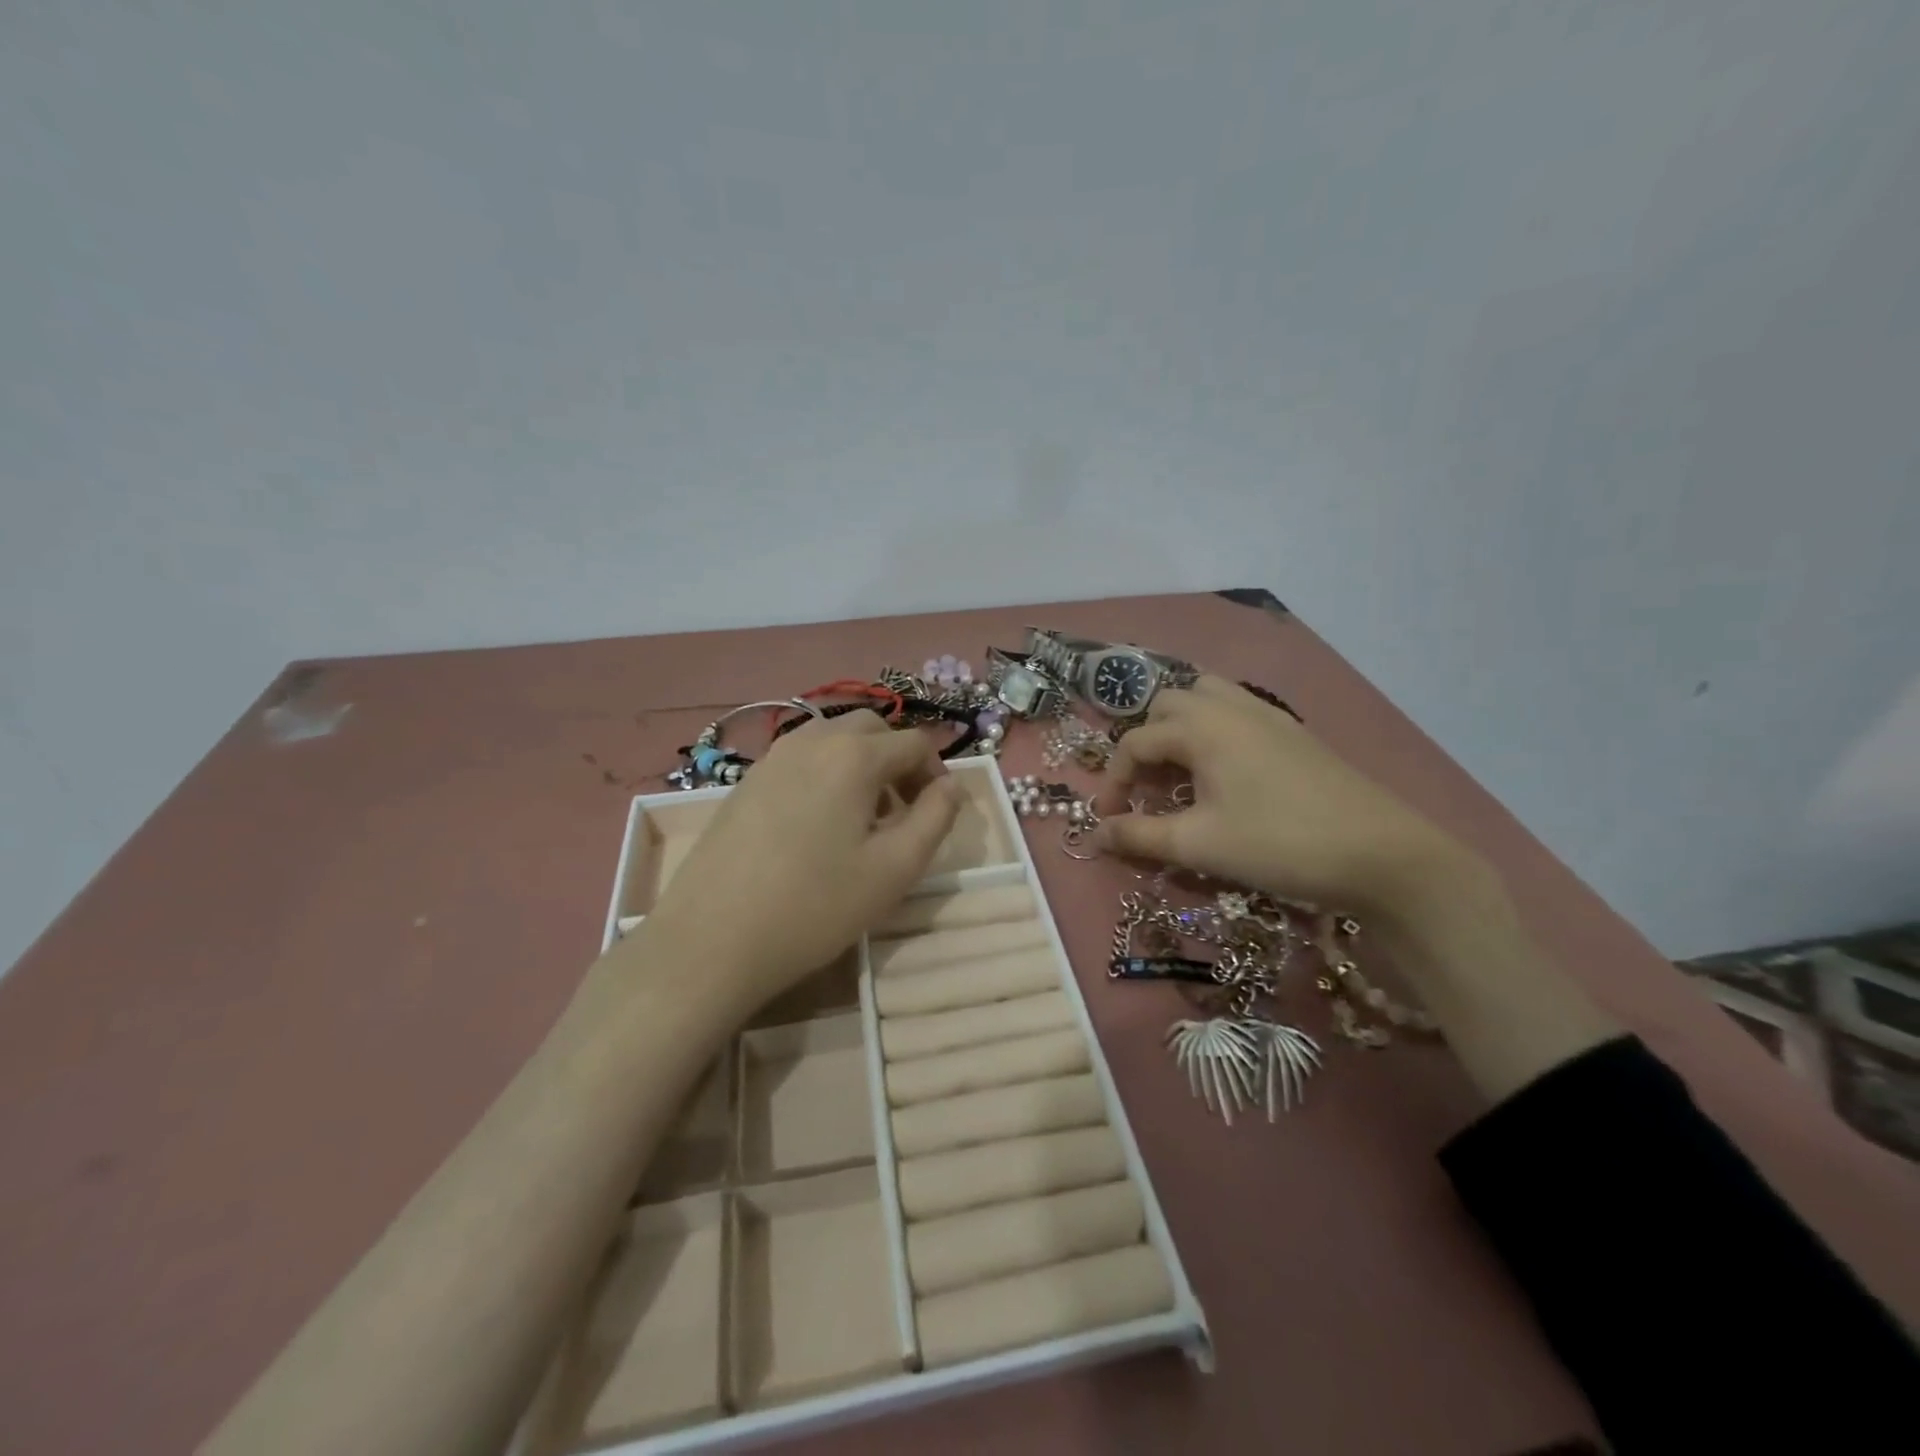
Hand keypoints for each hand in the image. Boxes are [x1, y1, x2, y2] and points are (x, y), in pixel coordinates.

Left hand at [639, 710, 961, 1012]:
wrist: (713, 939)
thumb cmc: (815, 906)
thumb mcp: (894, 869)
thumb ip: (936, 818)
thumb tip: (951, 786)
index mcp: (854, 755)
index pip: (914, 743)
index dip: (937, 773)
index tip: (937, 813)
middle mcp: (812, 740)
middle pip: (872, 729)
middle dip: (898, 759)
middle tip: (903, 809)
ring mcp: (772, 757)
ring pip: (832, 738)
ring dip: (861, 763)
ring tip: (862, 817)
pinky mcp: (746, 780)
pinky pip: (801, 758)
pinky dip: (826, 772)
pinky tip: (818, 823)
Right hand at [1094, 676, 1481, 920]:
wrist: (1382, 854)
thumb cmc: (1279, 844)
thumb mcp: (1199, 845)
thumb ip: (1139, 836)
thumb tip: (1095, 834)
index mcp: (1202, 727)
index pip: (1135, 742)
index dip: (1114, 781)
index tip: (1110, 821)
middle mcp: (1230, 708)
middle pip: (1167, 705)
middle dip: (1145, 743)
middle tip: (1147, 789)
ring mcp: (1268, 715)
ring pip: (1207, 696)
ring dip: (1181, 726)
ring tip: (1180, 769)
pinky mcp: (1294, 733)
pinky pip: (1238, 710)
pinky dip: (1215, 728)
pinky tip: (1226, 771)